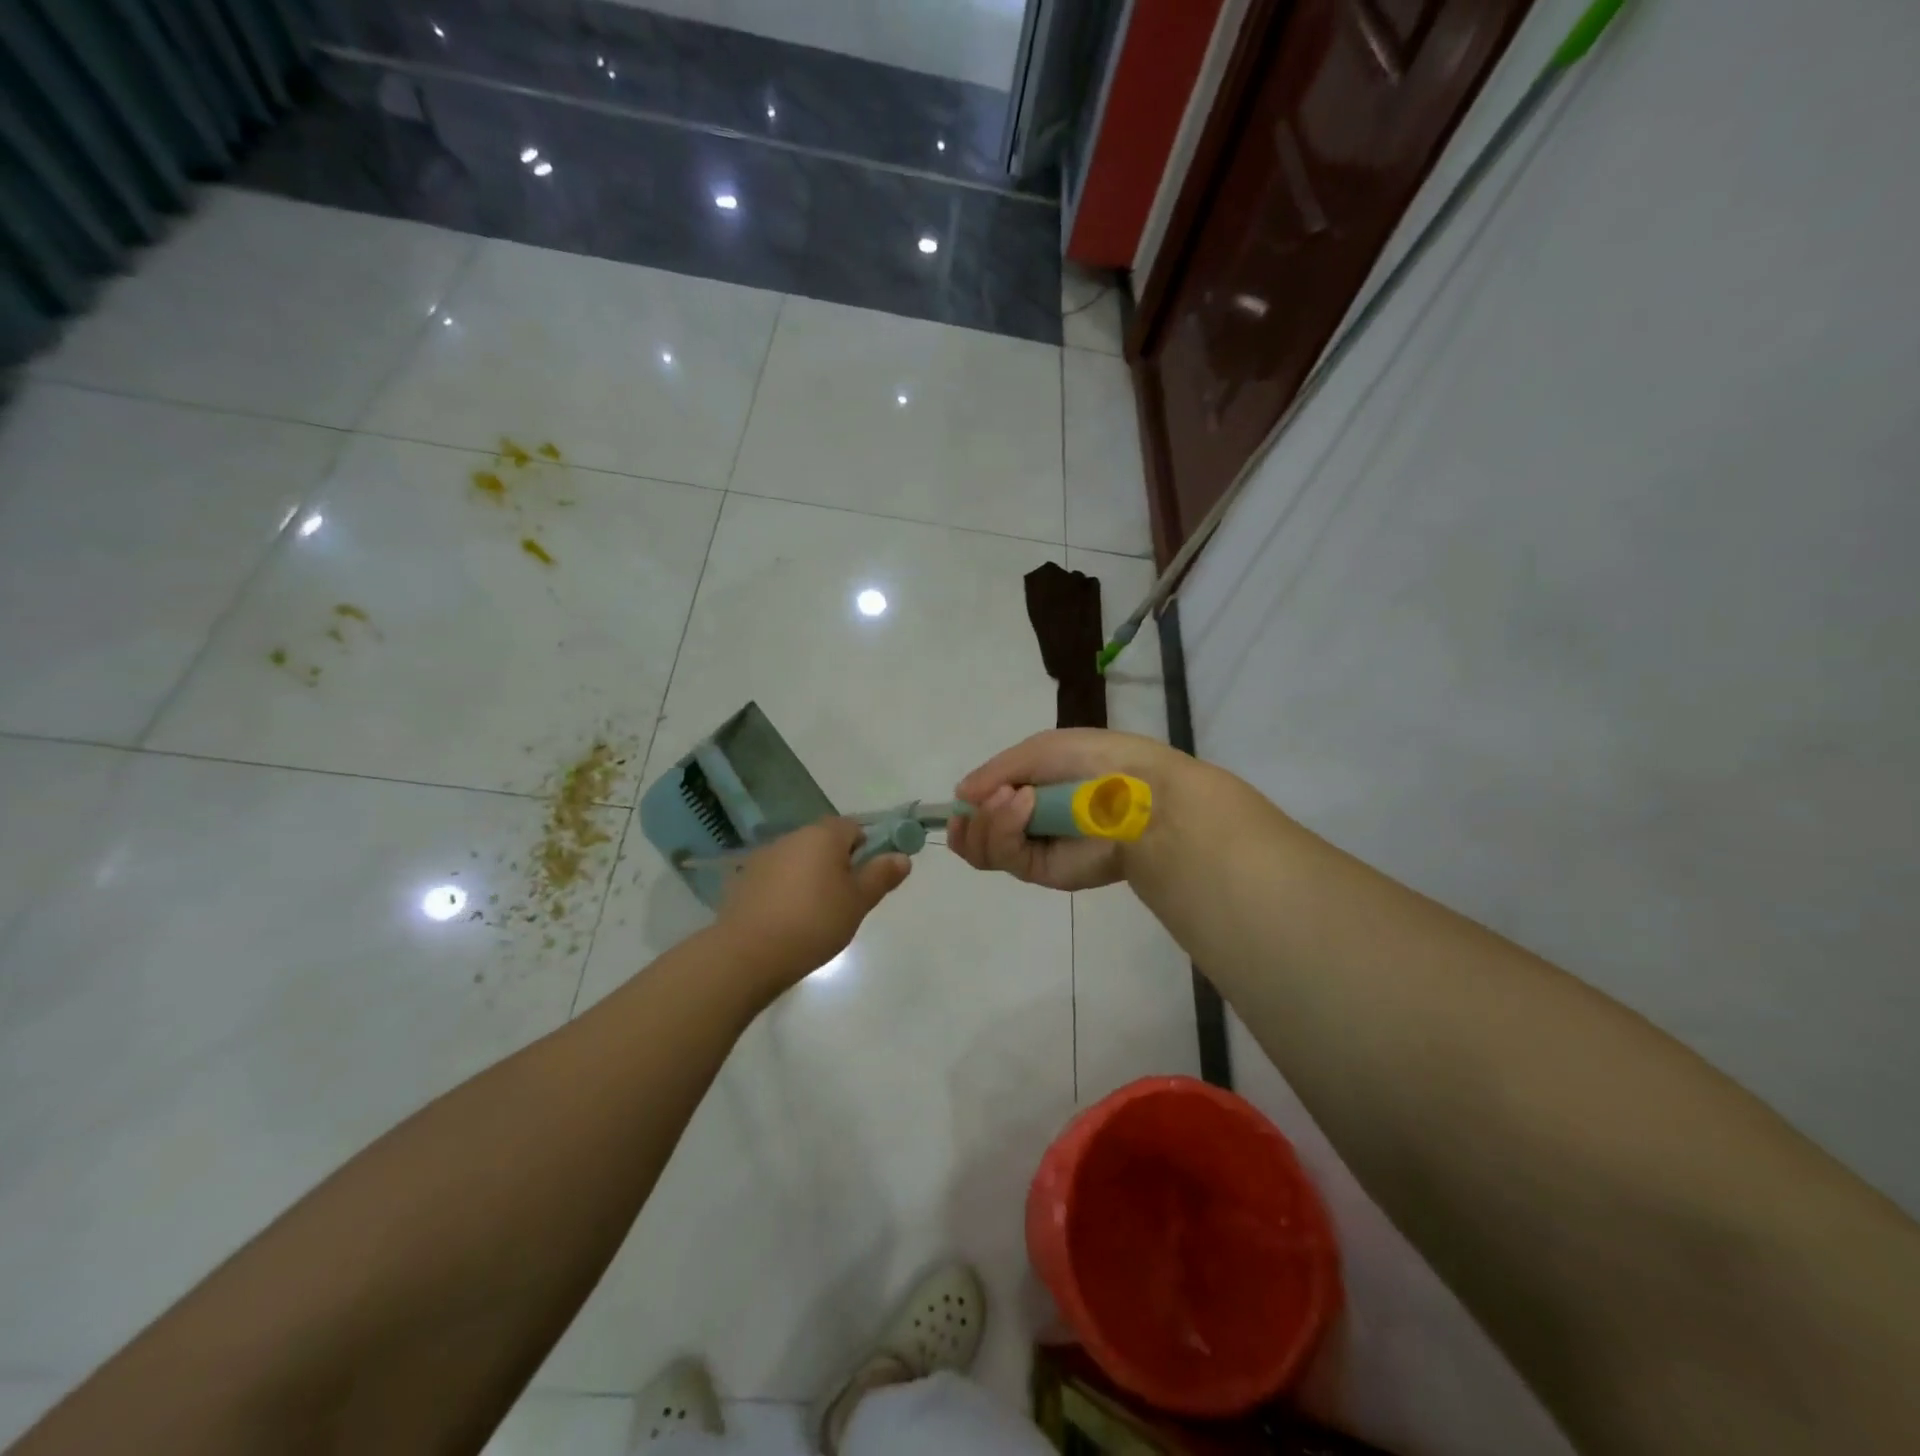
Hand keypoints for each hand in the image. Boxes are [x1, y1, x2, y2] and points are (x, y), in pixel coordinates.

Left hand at [716, 818, 911, 983]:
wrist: (747, 954)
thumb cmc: (814, 923)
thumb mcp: (858, 902)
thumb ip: (881, 875)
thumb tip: (902, 857)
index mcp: (823, 835)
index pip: (854, 827)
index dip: (867, 848)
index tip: (868, 879)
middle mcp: (792, 837)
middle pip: (825, 842)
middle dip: (838, 865)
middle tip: (846, 901)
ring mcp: (764, 857)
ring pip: (799, 860)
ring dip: (810, 877)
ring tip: (815, 916)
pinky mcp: (744, 880)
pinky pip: (776, 877)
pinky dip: (786, 891)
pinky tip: (787, 921)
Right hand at [947, 730, 1190, 890]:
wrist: (1135, 791)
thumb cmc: (1090, 759)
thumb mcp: (1037, 750)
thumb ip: (995, 772)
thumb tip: (960, 796)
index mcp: (1028, 790)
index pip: (983, 807)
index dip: (967, 807)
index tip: (963, 800)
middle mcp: (1027, 822)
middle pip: (975, 835)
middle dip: (971, 818)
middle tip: (991, 797)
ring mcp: (1033, 848)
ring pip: (982, 850)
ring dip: (987, 820)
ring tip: (1014, 797)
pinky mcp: (1041, 871)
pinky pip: (1004, 856)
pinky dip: (1005, 828)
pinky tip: (1025, 805)